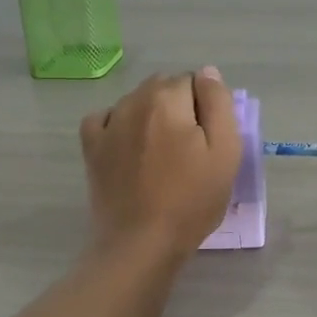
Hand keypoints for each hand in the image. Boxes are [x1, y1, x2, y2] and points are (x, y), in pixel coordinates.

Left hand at [81, 68, 239, 261]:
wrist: (141, 243)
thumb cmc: (191, 200)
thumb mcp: (225, 152)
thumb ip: (219, 104)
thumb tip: (207, 73)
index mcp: (168, 99)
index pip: (194, 81)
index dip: (206, 108)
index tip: (209, 140)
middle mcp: (134, 101)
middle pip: (164, 87)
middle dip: (179, 107)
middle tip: (190, 149)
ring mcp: (108, 123)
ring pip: (136, 101)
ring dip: (151, 115)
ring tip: (161, 155)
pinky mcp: (92, 147)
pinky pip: (106, 118)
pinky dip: (119, 124)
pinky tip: (129, 147)